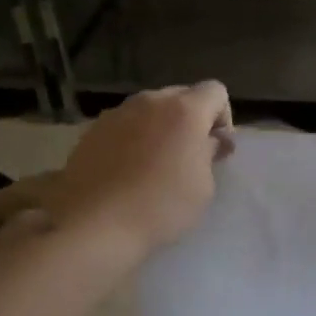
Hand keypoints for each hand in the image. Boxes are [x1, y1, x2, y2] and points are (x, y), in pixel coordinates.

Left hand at [47, 82, 233, 258]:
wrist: (95, 224)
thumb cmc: (161, 207)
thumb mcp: (203, 186)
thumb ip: (210, 153)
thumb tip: (210, 140)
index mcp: (184, 110)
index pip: (216, 91)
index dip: (222, 117)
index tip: (216, 148)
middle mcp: (151, 101)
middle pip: (181, 96)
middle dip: (190, 120)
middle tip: (188, 156)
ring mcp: (117, 113)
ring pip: (149, 109)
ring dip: (160, 127)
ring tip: (154, 164)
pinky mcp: (92, 130)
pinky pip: (124, 125)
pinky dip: (133, 138)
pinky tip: (127, 170)